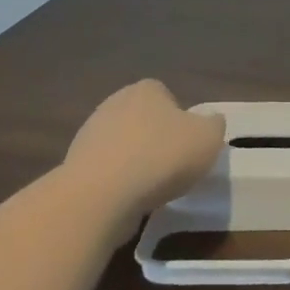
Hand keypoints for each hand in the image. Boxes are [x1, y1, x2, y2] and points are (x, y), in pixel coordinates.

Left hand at [66, 80, 225, 210]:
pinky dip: (119, 182)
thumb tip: (210, 121)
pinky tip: (130, 199)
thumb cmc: (161, 157)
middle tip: (174, 165)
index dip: (180, 118)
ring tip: (153, 188)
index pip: (166, 95)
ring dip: (136, 162)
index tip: (188, 143)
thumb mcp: (209, 138)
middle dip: (156, 139)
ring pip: (123, 145)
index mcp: (146, 90)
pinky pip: (107, 170)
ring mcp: (90, 135)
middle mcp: (114, 104)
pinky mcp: (75, 166)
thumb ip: (214, 124)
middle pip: (143, 119)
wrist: (101, 196)